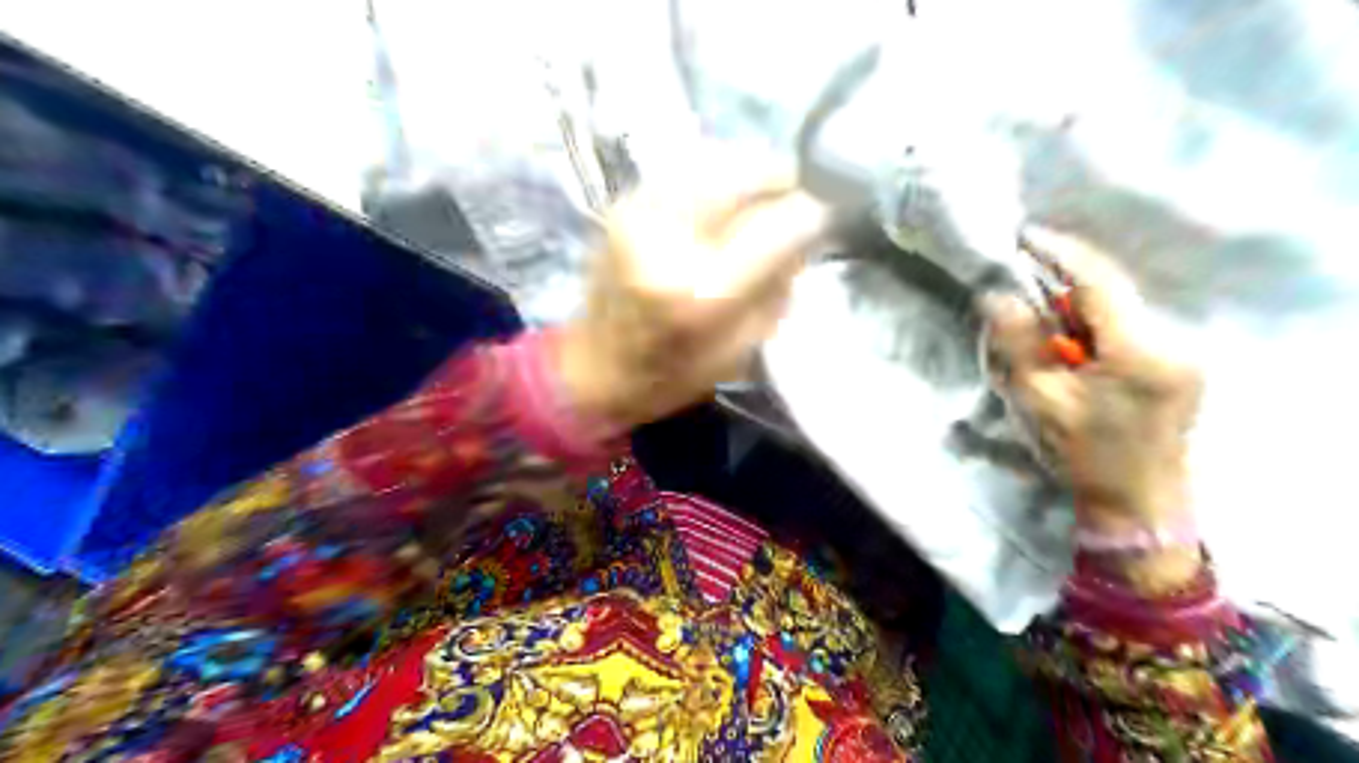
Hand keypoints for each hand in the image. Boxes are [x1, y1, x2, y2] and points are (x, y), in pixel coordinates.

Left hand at [554, 157, 827, 427]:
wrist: (593, 368)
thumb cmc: (671, 375)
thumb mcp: (742, 350)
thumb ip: (780, 285)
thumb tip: (809, 227)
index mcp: (702, 293)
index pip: (779, 226)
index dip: (814, 213)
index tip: (832, 214)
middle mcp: (668, 238)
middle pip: (746, 174)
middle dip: (784, 182)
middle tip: (798, 204)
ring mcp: (639, 210)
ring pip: (717, 158)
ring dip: (751, 175)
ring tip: (764, 202)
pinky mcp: (625, 201)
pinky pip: (688, 167)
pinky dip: (719, 176)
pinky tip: (726, 203)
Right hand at [983, 226, 1202, 583]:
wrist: (1138, 504)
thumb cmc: (1083, 455)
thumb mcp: (1039, 400)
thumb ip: (1017, 344)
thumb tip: (996, 296)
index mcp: (1139, 351)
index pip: (1098, 282)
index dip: (1061, 253)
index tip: (1025, 236)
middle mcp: (1171, 342)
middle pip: (1111, 291)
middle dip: (1064, 281)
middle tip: (1021, 278)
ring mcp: (1181, 352)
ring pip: (1118, 308)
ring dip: (1077, 307)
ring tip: (1039, 321)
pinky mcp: (1177, 364)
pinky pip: (1127, 327)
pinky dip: (1092, 326)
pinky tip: (1069, 346)